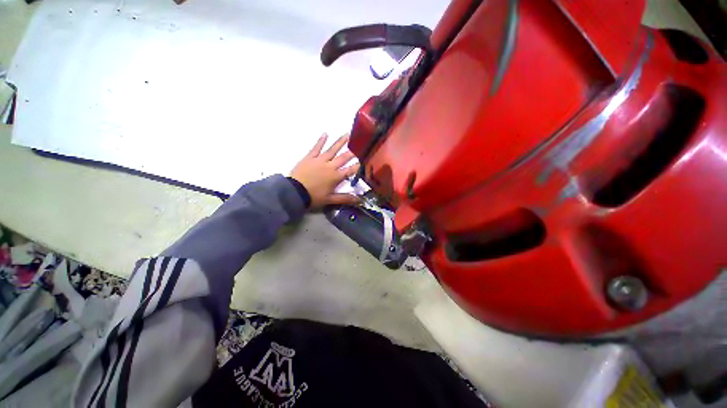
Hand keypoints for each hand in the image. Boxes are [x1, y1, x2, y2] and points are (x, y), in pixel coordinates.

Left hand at [290, 134, 360, 209]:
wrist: (294, 192)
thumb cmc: (313, 197)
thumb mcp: (330, 200)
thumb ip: (345, 198)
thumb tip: (359, 200)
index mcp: (335, 177)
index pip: (350, 170)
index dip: (358, 166)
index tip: (365, 161)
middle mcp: (330, 166)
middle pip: (343, 157)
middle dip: (352, 152)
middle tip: (359, 145)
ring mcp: (319, 160)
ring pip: (332, 149)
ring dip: (340, 142)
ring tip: (347, 134)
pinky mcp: (309, 157)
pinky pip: (316, 147)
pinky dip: (321, 140)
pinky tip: (325, 133)